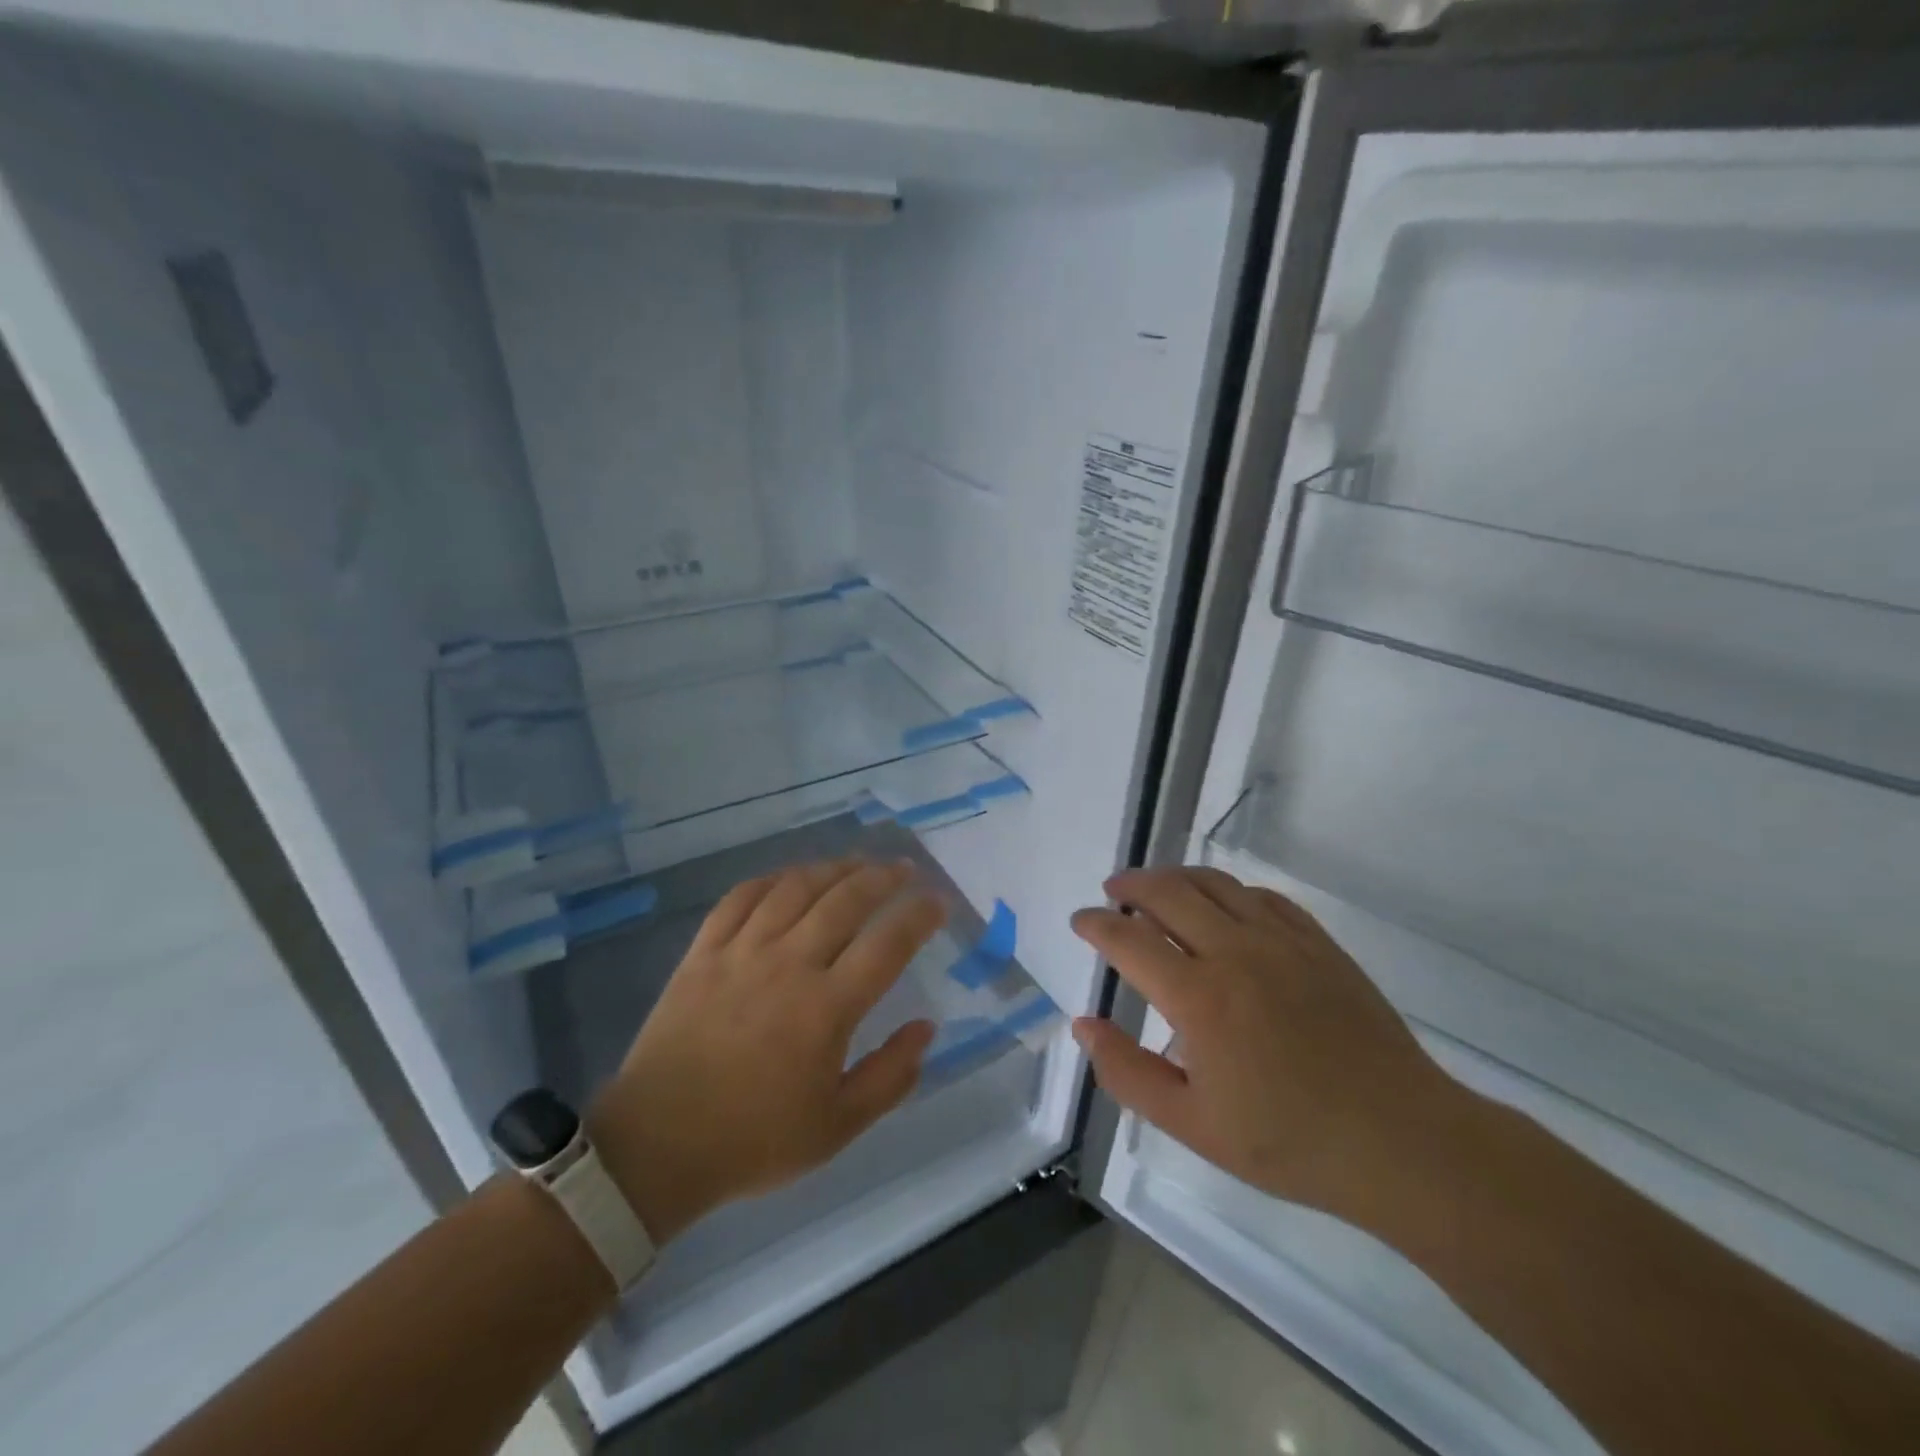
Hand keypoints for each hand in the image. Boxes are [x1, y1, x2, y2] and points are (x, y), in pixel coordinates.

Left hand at [587, 859, 945, 1243]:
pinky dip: (772, 879)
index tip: (938, 902)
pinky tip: (790, 878)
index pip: (887, 944)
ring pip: (796, 887)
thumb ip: (891, 1076)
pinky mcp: (703, 952)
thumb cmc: (753, 1140)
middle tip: (904, 870)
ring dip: (833, 868)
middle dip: (883, 876)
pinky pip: (741, 897)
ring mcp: (741, 952)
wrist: (656, 1147)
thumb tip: (927, 1027)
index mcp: (826, 1008)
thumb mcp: (837, 1127)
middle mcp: (788, 965)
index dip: (920, 916)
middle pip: (845, 899)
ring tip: (857, 862)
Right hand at [1070, 866, 1464, 1225]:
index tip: (1080, 921)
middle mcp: (1235, 952)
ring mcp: (1282, 941)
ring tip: (1156, 888)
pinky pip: (1263, 897)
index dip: (1095, 924)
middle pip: (1168, 892)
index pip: (1128, 938)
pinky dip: (1230, 891)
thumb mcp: (1192, 1125)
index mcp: (1198, 996)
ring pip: (1215, 883)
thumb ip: (1127, 1072)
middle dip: (1129, 885)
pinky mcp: (1318, 943)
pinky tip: (1225, 906)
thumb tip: (1083, 1024)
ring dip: (1175, 878)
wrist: (1401, 1142)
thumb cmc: (1289, 1142)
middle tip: (1112, 892)